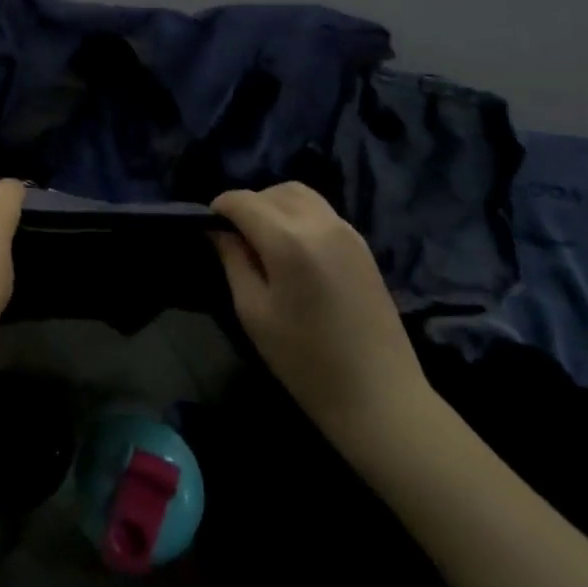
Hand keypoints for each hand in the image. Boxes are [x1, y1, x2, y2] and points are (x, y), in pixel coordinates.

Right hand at [212, 183, 430, 441]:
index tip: (208, 229)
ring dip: (275, 205)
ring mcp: (347, 231)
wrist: (379, 395)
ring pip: (301, 195)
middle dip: (248, 205)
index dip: (219, 208)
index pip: (242, 200)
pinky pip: (322, 212)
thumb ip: (233, 261)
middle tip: (236, 237)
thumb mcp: (253, 311)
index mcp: (288, 239)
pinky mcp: (363, 245)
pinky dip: (299, 216)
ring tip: (264, 241)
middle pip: (273, 191)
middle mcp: (320, 223)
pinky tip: (294, 251)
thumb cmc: (305, 359)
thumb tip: (219, 231)